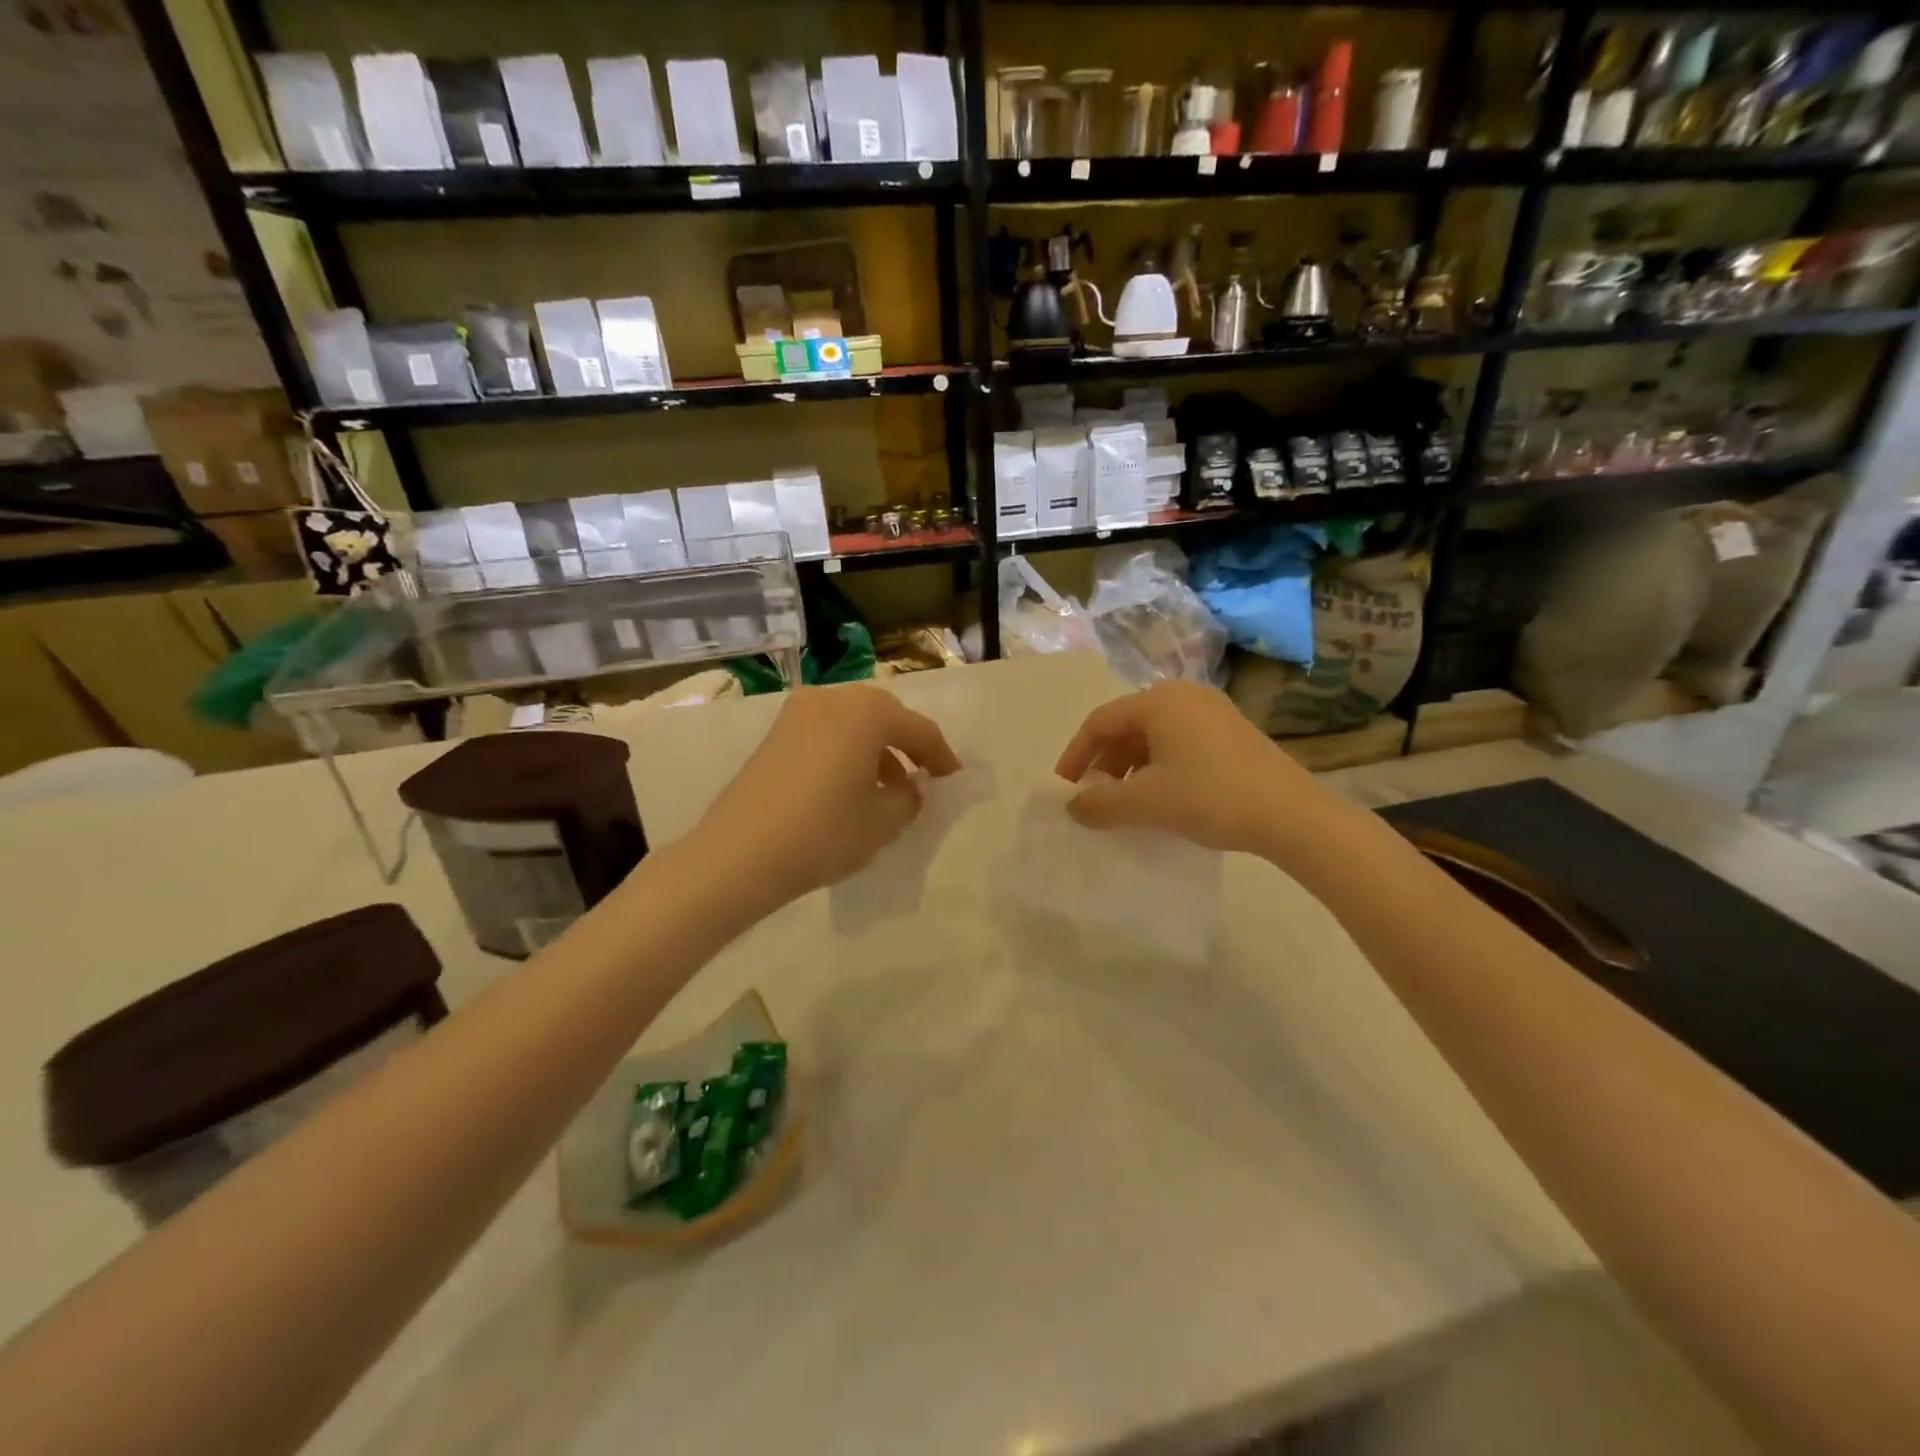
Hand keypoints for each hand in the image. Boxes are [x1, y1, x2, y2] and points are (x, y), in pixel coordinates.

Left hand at [686, 684, 960, 913]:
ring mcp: (799, 712)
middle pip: (884, 715)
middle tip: (922, 774)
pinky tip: (849, 784)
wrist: (739, 854)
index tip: (952, 778)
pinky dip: (846, 749)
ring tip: (886, 786)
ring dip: (875, 747)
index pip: (919, 729)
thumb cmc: (824, 832)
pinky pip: (827, 731)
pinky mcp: (776, 732)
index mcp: (868, 712)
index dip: (941, 755)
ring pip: (853, 722)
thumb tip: (907, 788)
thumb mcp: (883, 822)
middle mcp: (834, 698)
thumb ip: (908, 798)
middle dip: (907, 743)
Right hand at [1054, 680, 1331, 858]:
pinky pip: (1179, 744)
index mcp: (1159, 700)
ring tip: (1126, 803)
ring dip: (1130, 768)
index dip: (1076, 756)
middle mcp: (1184, 695)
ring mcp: (1213, 712)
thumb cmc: (1210, 797)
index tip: (1065, 789)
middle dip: (1104, 763)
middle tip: (1095, 798)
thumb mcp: (1146, 803)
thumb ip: (1100, 804)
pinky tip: (1161, 798)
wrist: (1292, 816)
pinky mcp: (1232, 733)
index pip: (1100, 722)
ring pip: (1153, 737)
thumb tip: (1072, 807)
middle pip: (1127, 726)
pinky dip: (1159, 768)